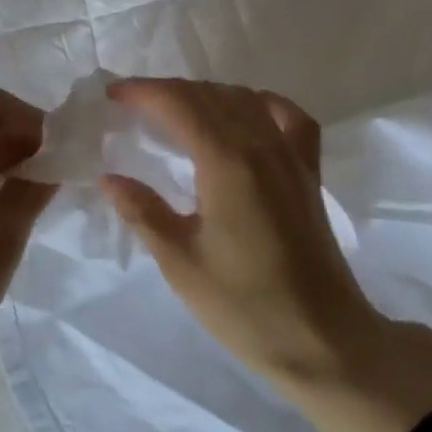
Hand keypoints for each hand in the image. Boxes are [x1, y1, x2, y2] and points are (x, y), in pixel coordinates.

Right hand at [103, 79, 431, 431]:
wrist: (322, 340)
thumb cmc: (245, 306)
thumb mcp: (181, 263)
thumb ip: (143, 212)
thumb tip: (108, 178)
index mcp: (228, 161)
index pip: (180, 104)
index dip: (143, 92)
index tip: (112, 94)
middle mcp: (262, 144)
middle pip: (209, 95)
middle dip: (167, 91)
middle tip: (132, 104)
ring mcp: (291, 155)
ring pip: (244, 99)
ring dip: (204, 95)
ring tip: (174, 111)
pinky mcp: (309, 171)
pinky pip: (286, 116)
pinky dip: (259, 103)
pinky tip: (244, 114)